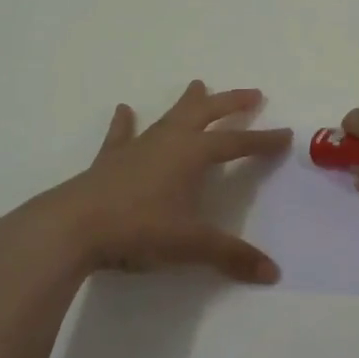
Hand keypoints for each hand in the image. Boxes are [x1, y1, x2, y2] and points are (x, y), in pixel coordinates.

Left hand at [0, 81, 292, 285]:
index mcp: (192, 155)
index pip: (236, 143)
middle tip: (252, 93)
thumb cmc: (138, 229)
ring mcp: (137, 147)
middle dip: (231, 103)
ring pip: (169, 116)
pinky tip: (124, 109)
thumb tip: (274, 273)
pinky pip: (121, 134)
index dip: (262, 140)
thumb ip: (231, 256)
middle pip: (206, 113)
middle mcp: (168, 141)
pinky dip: (125, 122)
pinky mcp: (110, 160)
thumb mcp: (190, 244)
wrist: (73, 227)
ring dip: (188, 102)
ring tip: (200, 84)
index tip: (285, 134)